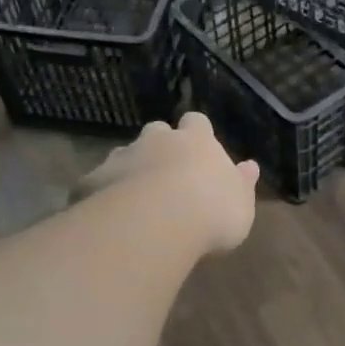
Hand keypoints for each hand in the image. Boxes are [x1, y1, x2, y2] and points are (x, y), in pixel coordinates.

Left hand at [77, 113, 260, 255]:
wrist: (156, 223)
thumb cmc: (211, 212)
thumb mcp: (241, 204)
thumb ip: (242, 183)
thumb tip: (250, 166)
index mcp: (197, 142)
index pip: (197, 122)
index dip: (197, 132)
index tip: (199, 146)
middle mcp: (158, 141)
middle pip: (157, 131)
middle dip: (159, 145)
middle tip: (165, 172)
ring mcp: (122, 157)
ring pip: (124, 154)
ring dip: (130, 169)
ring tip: (135, 198)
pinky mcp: (93, 180)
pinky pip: (97, 182)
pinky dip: (102, 193)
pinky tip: (106, 216)